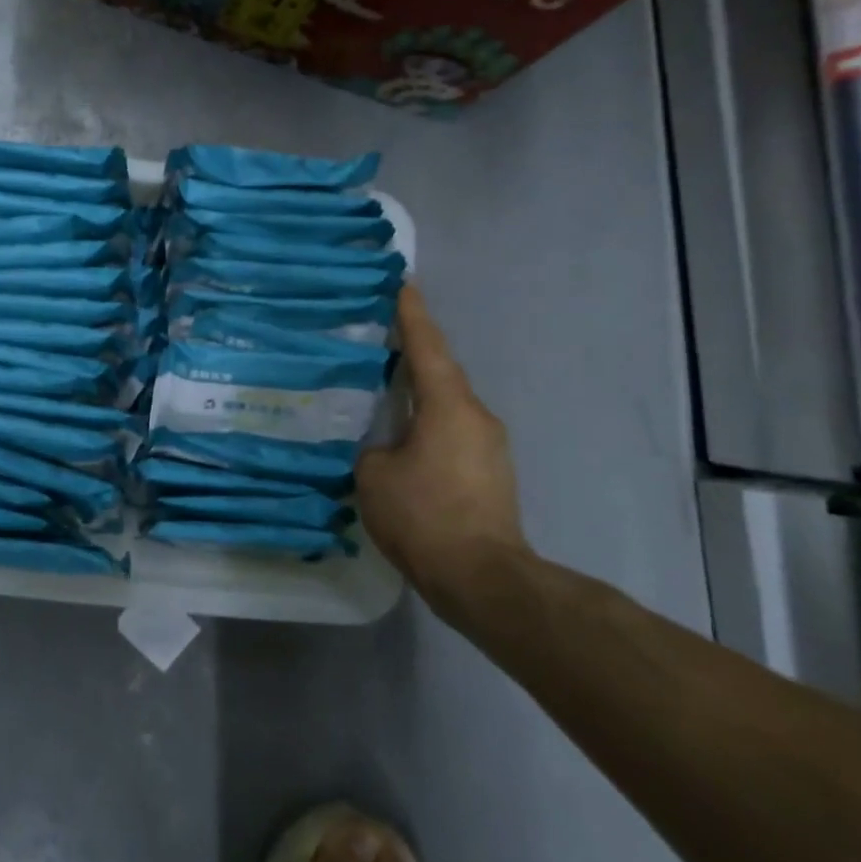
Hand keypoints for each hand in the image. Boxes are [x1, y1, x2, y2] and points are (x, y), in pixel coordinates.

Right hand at [356, 284, 530, 613]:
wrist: (484, 579)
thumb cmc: (425, 517)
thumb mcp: (374, 476)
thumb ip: (369, 446)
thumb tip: (377, 443)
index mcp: (448, 405)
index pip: (426, 346)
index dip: (411, 312)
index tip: (402, 281)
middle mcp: (476, 415)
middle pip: (439, 372)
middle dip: (411, 352)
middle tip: (377, 337)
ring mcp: (489, 444)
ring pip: (446, 403)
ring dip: (418, 392)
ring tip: (383, 388)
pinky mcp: (491, 471)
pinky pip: (453, 430)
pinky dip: (427, 422)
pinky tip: (402, 437)